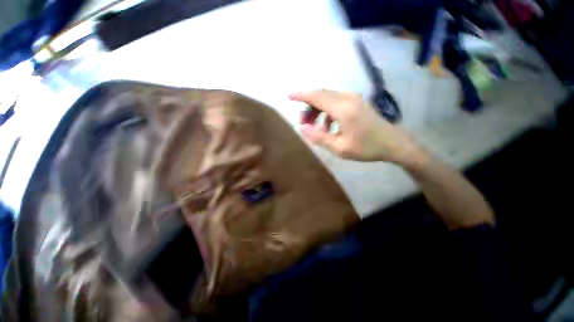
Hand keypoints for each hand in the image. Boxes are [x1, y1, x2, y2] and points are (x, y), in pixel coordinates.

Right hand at [289, 90, 420, 162]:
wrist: (392, 143)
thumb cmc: (366, 148)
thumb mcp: (339, 148)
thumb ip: (318, 137)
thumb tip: (301, 128)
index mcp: (343, 109)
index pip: (316, 96)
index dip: (301, 95)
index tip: (288, 96)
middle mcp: (347, 98)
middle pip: (320, 94)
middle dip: (307, 106)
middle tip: (302, 122)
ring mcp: (353, 98)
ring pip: (327, 97)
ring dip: (317, 109)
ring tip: (314, 127)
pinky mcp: (356, 101)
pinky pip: (335, 101)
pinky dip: (326, 110)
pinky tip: (327, 125)